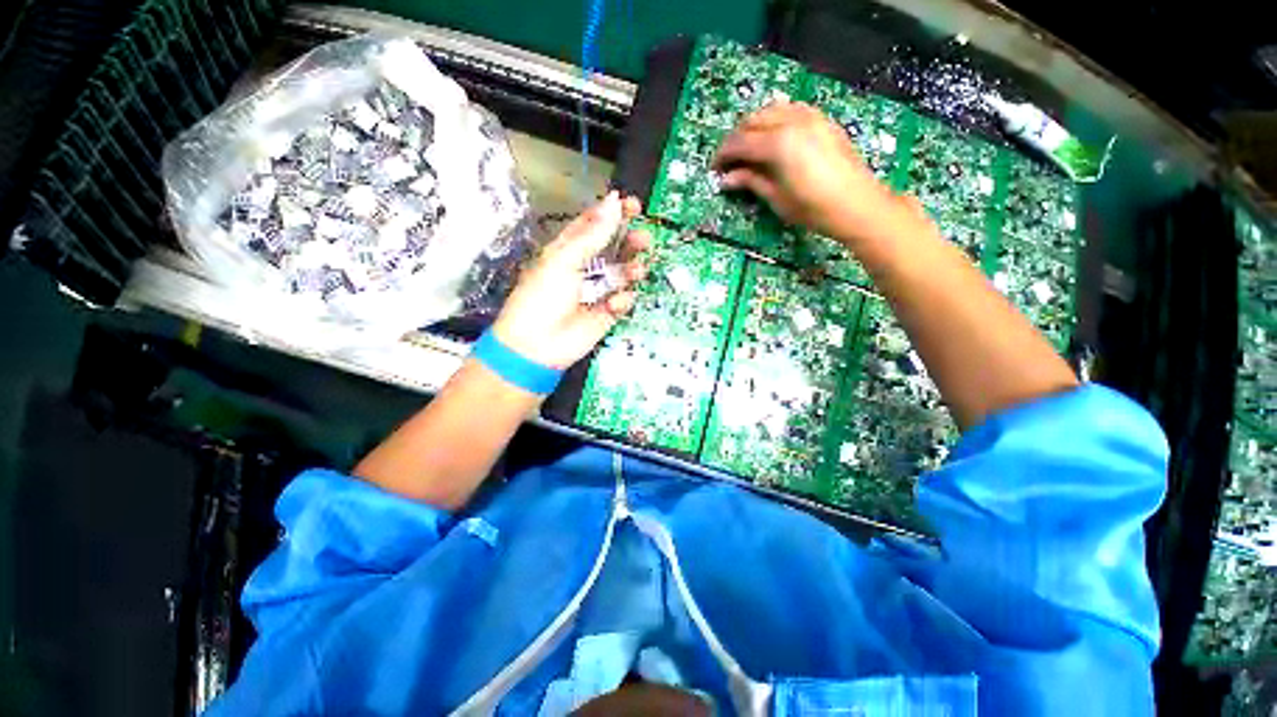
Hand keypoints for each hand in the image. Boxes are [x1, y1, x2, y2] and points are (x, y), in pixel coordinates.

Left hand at [491, 192, 650, 369]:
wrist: (538, 345)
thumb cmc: (543, 296)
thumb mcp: (565, 260)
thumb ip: (593, 234)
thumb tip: (613, 202)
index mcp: (570, 249)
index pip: (595, 224)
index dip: (613, 213)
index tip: (633, 205)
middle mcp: (586, 267)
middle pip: (615, 247)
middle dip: (630, 241)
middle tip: (643, 239)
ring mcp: (598, 290)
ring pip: (623, 273)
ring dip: (632, 269)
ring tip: (636, 271)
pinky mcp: (607, 313)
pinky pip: (623, 300)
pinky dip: (622, 301)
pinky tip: (613, 305)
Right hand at [712, 101, 901, 242]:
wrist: (857, 204)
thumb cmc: (813, 208)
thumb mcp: (777, 198)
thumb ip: (751, 181)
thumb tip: (726, 179)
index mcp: (778, 143)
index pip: (740, 142)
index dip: (723, 155)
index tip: (714, 169)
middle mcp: (792, 121)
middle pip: (752, 120)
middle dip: (736, 138)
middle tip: (729, 160)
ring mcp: (810, 117)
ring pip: (771, 109)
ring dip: (754, 125)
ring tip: (748, 148)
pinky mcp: (822, 120)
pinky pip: (791, 109)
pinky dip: (775, 119)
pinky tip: (773, 136)